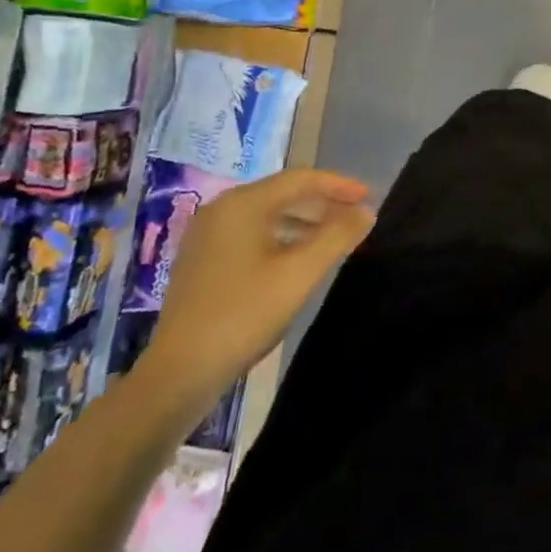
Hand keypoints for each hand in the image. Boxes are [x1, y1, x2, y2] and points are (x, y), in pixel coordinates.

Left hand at [139, 168, 374, 412]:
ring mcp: (207, 235)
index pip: (301, 179)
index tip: (370, 196)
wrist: (180, 372)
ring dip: (304, 221)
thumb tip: (366, 211)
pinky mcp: (202, 259)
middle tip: (357, 214)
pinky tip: (298, 258)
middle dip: (323, 202)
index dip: (339, 185)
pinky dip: (281, 237)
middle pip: (283, 193)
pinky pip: (251, 233)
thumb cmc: (244, 314)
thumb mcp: (300, 273)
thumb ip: (338, 236)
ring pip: (267, 214)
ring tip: (335, 236)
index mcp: (243, 204)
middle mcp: (221, 210)